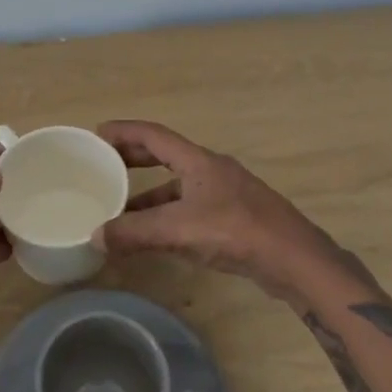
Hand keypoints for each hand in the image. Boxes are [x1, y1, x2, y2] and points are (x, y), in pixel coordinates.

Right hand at [96, 120, 341, 299]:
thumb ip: (136, 232)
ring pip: (177, 186)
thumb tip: (96, 235)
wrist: (295, 260)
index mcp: (198, 161)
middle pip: (165, 155)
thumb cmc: (237, 232)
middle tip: (104, 165)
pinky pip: (189, 208)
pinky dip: (167, 215)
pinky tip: (154, 236)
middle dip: (133, 159)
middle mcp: (211, 170)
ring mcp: (224, 194)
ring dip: (148, 194)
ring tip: (120, 208)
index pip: (153, 135)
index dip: (124, 131)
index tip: (97, 134)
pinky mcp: (233, 219)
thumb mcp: (180, 231)